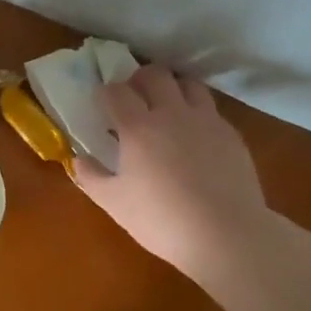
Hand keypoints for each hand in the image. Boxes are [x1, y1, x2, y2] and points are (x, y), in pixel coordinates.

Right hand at [74, 65, 272, 280]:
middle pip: (155, 74)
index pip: (116, 91)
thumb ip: (91, 176)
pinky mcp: (231, 135)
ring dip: (173, 88)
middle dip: (139, 79)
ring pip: (188, 84)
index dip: (106, 92)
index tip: (102, 104)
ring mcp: (206, 121)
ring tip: (167, 107)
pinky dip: (197, 113)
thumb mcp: (113, 203)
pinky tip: (194, 136)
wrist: (227, 236)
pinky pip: (211, 110)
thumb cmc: (161, 220)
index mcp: (138, 127)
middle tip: (134, 97)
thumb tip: (79, 159)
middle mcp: (172, 114)